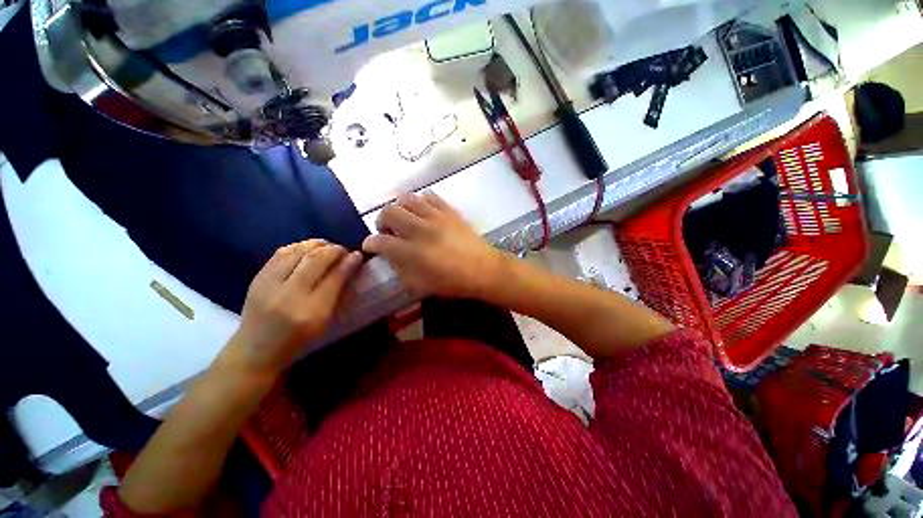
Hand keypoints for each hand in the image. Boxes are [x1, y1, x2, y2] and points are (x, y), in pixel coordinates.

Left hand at [224, 240, 362, 376]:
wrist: (255, 349)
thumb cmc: (298, 339)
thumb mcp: (324, 320)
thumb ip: (338, 292)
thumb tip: (352, 264)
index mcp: (311, 311)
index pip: (334, 278)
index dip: (349, 262)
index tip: (358, 254)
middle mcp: (289, 295)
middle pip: (315, 260)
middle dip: (334, 249)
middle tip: (343, 250)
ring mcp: (269, 284)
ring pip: (297, 251)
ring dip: (317, 244)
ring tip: (327, 247)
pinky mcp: (257, 277)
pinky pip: (281, 252)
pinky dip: (299, 246)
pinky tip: (308, 249)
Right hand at [362, 192, 506, 298]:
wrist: (483, 269)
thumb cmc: (452, 282)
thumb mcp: (421, 285)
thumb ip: (401, 270)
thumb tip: (390, 257)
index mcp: (411, 252)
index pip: (379, 241)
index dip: (370, 243)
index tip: (370, 245)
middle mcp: (420, 230)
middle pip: (389, 212)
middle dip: (381, 221)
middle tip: (388, 231)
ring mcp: (435, 216)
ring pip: (407, 198)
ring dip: (399, 208)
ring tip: (405, 219)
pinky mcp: (449, 210)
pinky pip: (429, 196)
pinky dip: (421, 201)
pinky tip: (423, 211)